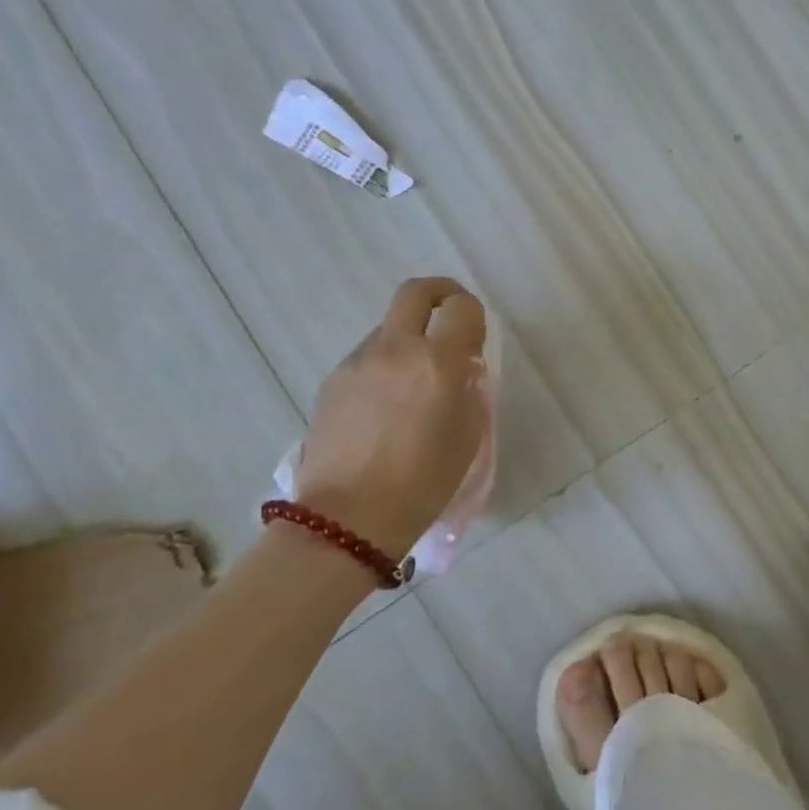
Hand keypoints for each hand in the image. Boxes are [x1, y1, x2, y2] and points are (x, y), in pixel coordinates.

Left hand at [291, 278, 488, 559]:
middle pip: (415, 292)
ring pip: (388, 328)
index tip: (476, 336)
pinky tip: (384, 407)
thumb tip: (462, 369)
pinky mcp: (332, 381)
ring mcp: (357, 362)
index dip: (474, 313)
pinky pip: (367, 357)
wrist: (349, 517)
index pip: (462, 307)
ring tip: (413, 385)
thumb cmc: (423, 482)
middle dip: (440, 293)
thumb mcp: (467, 436)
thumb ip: (469, 390)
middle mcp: (395, 349)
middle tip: (450, 316)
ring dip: (408, 339)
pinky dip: (384, 366)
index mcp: (437, 362)